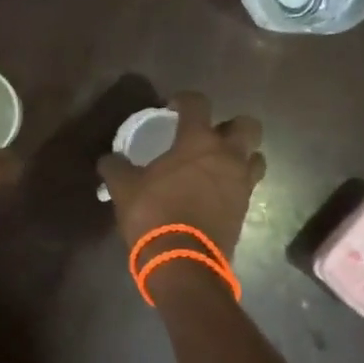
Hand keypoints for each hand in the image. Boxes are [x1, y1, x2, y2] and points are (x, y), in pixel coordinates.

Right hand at [97, 92, 265, 260]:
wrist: (183, 263)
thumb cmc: (154, 214)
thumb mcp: (124, 188)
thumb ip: (115, 167)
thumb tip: (108, 160)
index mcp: (198, 141)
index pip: (198, 103)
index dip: (185, 100)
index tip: (173, 107)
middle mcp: (227, 156)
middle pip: (248, 126)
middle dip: (231, 126)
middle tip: (208, 137)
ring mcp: (241, 184)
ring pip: (255, 157)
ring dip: (241, 156)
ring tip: (217, 166)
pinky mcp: (246, 209)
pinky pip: (248, 186)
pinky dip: (236, 184)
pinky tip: (215, 192)